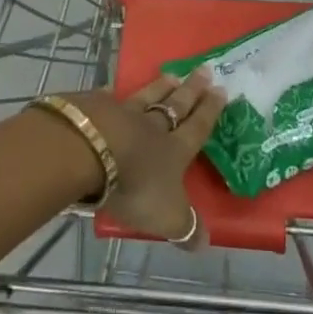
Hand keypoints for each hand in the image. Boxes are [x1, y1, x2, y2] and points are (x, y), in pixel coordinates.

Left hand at [67, 69, 225, 247]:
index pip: (198, 127)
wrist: (90, 152)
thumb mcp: (166, 217)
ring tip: (172, 74)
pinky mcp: (96, 108)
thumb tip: (206, 243)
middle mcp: (153, 126)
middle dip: (192, 90)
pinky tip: (113, 88)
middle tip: (204, 70)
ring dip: (160, 86)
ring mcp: (124, 113)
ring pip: (147, 96)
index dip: (210, 110)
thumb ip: (185, 227)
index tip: (221, 89)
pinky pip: (109, 98)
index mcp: (174, 149)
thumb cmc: (135, 185)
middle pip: (176, 104)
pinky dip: (113, 94)